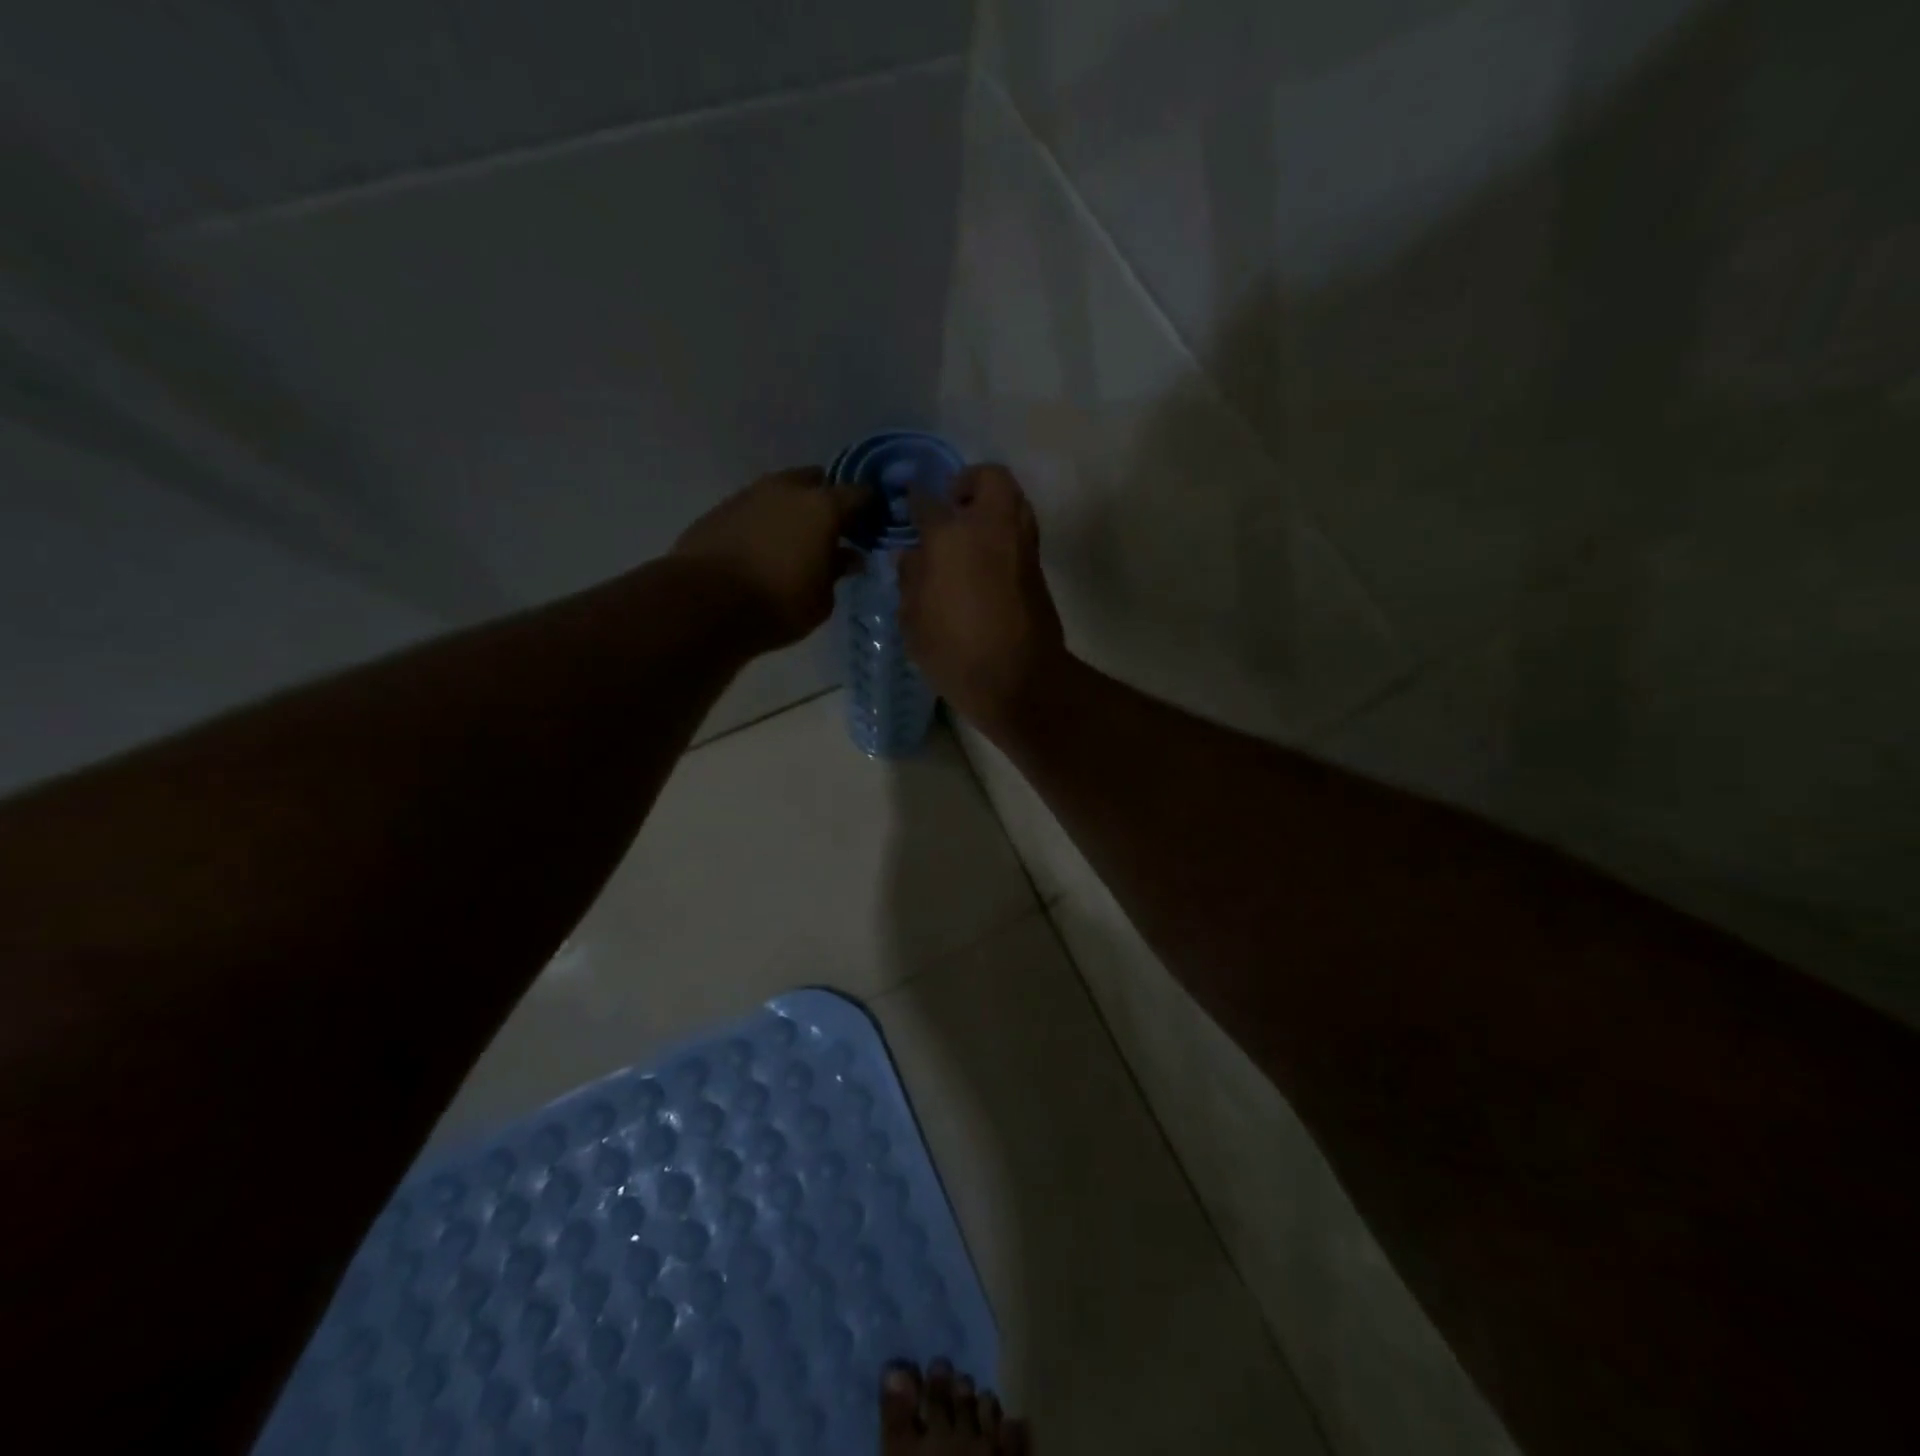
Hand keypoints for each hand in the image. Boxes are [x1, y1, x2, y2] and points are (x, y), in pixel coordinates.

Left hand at [673, 467, 866, 651]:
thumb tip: (848, 557)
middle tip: (835, 529)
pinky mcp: (720, 510)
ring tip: (798, 539)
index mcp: (822, 507)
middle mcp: (787, 490)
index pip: (859, 494)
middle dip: (829, 500)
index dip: (871, 507)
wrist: (704, 604)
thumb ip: (838, 572)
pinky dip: (766, 522)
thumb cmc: (779, 604)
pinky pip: (754, 509)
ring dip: (794, 509)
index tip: (876, 523)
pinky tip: (765, 547)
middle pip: (817, 482)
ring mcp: (749, 495)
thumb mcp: (822, 598)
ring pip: (782, 492)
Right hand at [898, 464, 1064, 732]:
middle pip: (990, 478)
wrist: (1019, 679)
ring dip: (993, 505)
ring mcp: (1022, 545)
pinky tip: (986, 560)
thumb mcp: (914, 620)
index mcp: (951, 537)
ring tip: (971, 533)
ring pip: (1014, 500)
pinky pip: (1022, 531)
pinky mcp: (1039, 568)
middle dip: (970, 482)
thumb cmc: (955, 651)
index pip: (928, 502)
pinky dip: (1005, 533)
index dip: (916, 500)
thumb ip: (911, 580)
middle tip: (953, 505)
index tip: (910, 504)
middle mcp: (991, 528)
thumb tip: (913, 556)